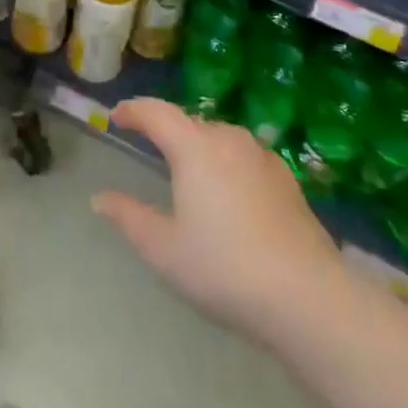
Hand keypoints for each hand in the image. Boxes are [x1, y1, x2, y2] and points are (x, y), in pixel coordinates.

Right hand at [92, 99, 341, 345]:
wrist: (308, 297)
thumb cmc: (225, 268)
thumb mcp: (164, 249)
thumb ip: (129, 217)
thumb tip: (99, 199)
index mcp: (194, 147)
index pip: (156, 112)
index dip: (132, 110)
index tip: (116, 117)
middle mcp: (228, 139)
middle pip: (189, 122)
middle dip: (166, 129)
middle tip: (149, 144)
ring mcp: (262, 157)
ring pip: (220, 137)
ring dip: (198, 145)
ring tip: (188, 169)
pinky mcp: (287, 179)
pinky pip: (245, 157)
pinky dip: (227, 163)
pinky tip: (229, 192)